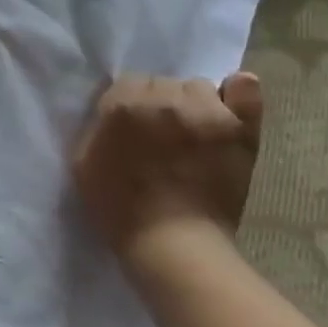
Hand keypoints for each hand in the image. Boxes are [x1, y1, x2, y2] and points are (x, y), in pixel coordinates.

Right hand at [72, 73, 264, 262]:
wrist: (173, 243)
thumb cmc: (119, 207)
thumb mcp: (82, 162)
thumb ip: (96, 127)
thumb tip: (112, 112)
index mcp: (124, 104)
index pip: (126, 83)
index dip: (127, 106)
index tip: (129, 130)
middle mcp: (166, 98)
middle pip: (162, 83)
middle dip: (158, 104)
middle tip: (158, 135)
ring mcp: (208, 111)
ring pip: (198, 86)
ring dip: (191, 104)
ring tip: (191, 132)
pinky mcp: (240, 128)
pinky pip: (245, 89)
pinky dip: (237, 93)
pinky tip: (227, 108)